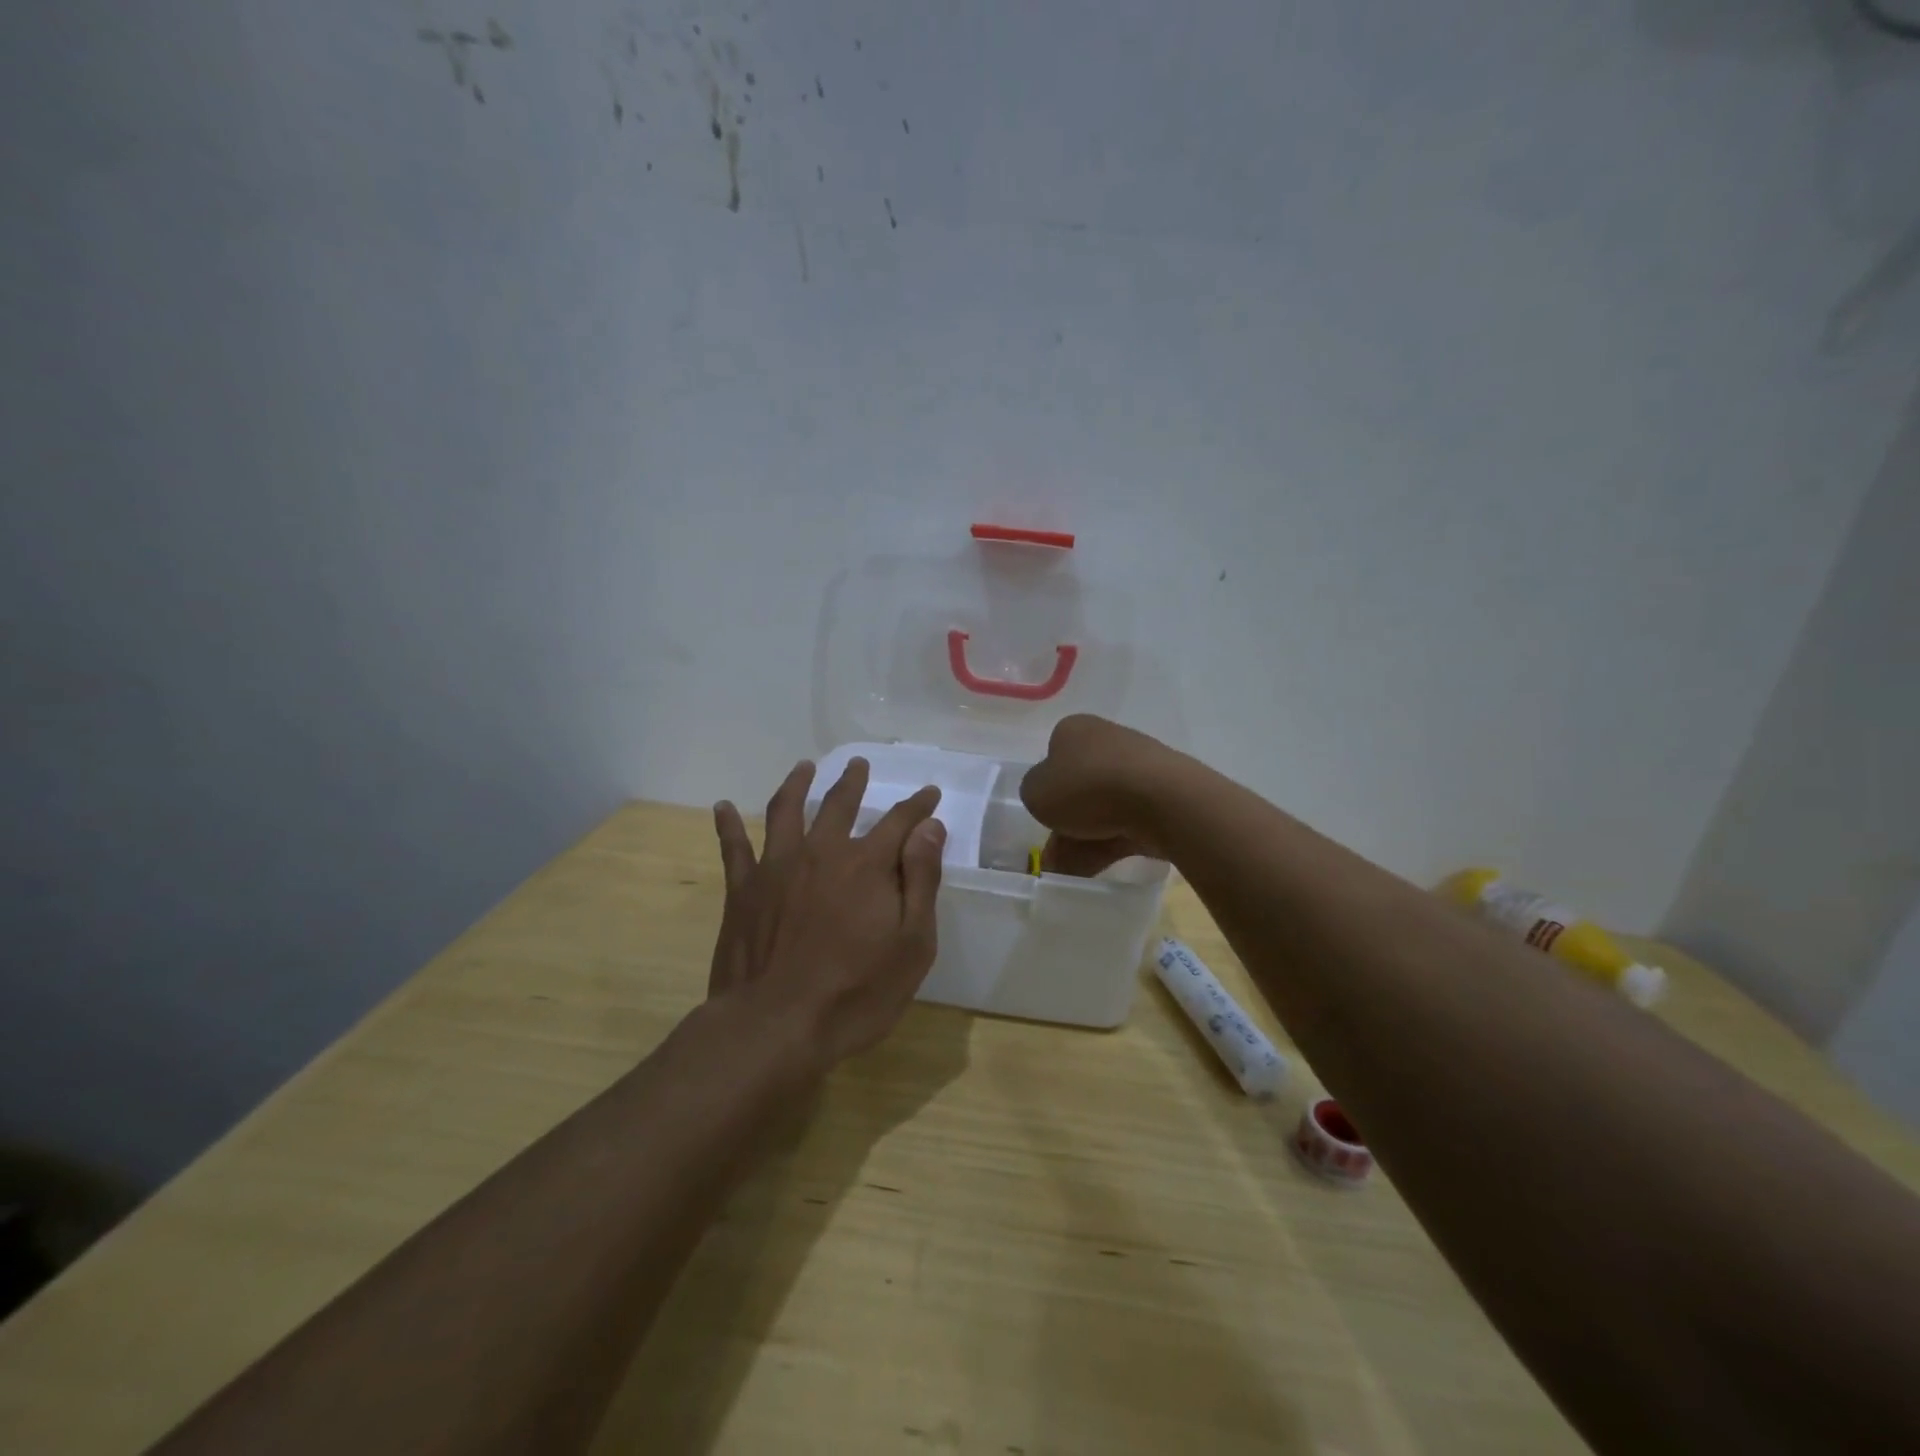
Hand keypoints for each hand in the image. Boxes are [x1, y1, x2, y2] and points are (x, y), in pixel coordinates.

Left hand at [708, 757, 945, 1072]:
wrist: (775, 1026)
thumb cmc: (856, 993)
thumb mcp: (912, 944)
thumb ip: (921, 881)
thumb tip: (930, 828)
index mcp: (867, 865)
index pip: (899, 822)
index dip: (917, 806)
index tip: (929, 794)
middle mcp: (822, 852)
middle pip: (840, 804)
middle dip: (854, 782)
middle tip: (859, 764)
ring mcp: (777, 867)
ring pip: (787, 811)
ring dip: (797, 784)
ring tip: (804, 767)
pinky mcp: (742, 889)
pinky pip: (733, 848)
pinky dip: (727, 825)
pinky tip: (722, 807)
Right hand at [1020, 714, 1179, 876]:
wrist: (1161, 800)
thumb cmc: (1086, 787)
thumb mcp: (1036, 792)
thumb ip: (1035, 793)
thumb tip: (1048, 797)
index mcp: (1075, 729)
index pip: (1053, 754)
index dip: (1046, 786)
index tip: (1044, 813)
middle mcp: (1107, 740)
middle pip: (1080, 785)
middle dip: (1067, 821)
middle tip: (1054, 854)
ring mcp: (1139, 766)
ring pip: (1104, 807)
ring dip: (1085, 839)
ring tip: (1071, 873)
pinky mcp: (1163, 794)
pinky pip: (1128, 821)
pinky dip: (1112, 842)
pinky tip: (1099, 868)